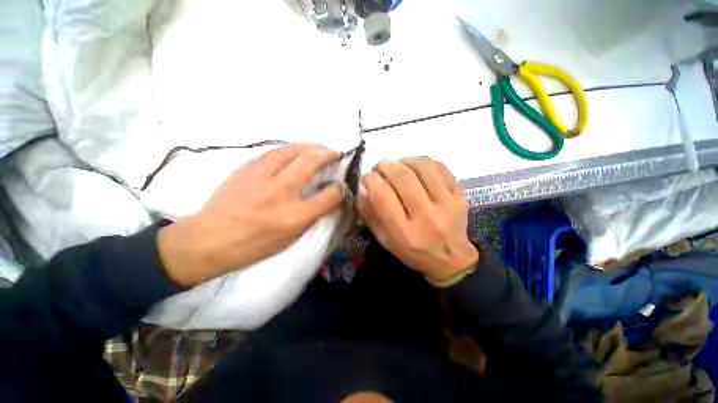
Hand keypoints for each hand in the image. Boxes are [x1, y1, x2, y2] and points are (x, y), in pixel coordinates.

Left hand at [157, 143, 342, 286]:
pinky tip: (295, 151)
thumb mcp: (291, 238)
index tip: (340, 185)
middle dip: (328, 154)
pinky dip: (290, 149)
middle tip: (335, 153)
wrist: (210, 239)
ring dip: (310, 146)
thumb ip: (312, 215)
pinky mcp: (246, 168)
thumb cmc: (255, 245)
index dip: (339, 188)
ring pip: (292, 150)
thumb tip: (326, 196)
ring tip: (318, 147)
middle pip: (311, 162)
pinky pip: (274, 152)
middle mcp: (282, 192)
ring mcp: (262, 177)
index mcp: (296, 216)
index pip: (330, 195)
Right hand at [356, 157, 478, 282]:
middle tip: (380, 168)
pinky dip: (423, 162)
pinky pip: (440, 167)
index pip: (382, 195)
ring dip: (404, 161)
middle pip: (402, 177)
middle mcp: (426, 217)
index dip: (370, 180)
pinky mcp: (460, 195)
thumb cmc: (411, 251)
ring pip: (422, 167)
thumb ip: (369, 214)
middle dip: (385, 166)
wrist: (449, 258)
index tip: (367, 178)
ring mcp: (447, 204)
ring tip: (398, 165)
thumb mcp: (384, 239)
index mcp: (404, 232)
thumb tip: (361, 189)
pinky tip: (416, 168)